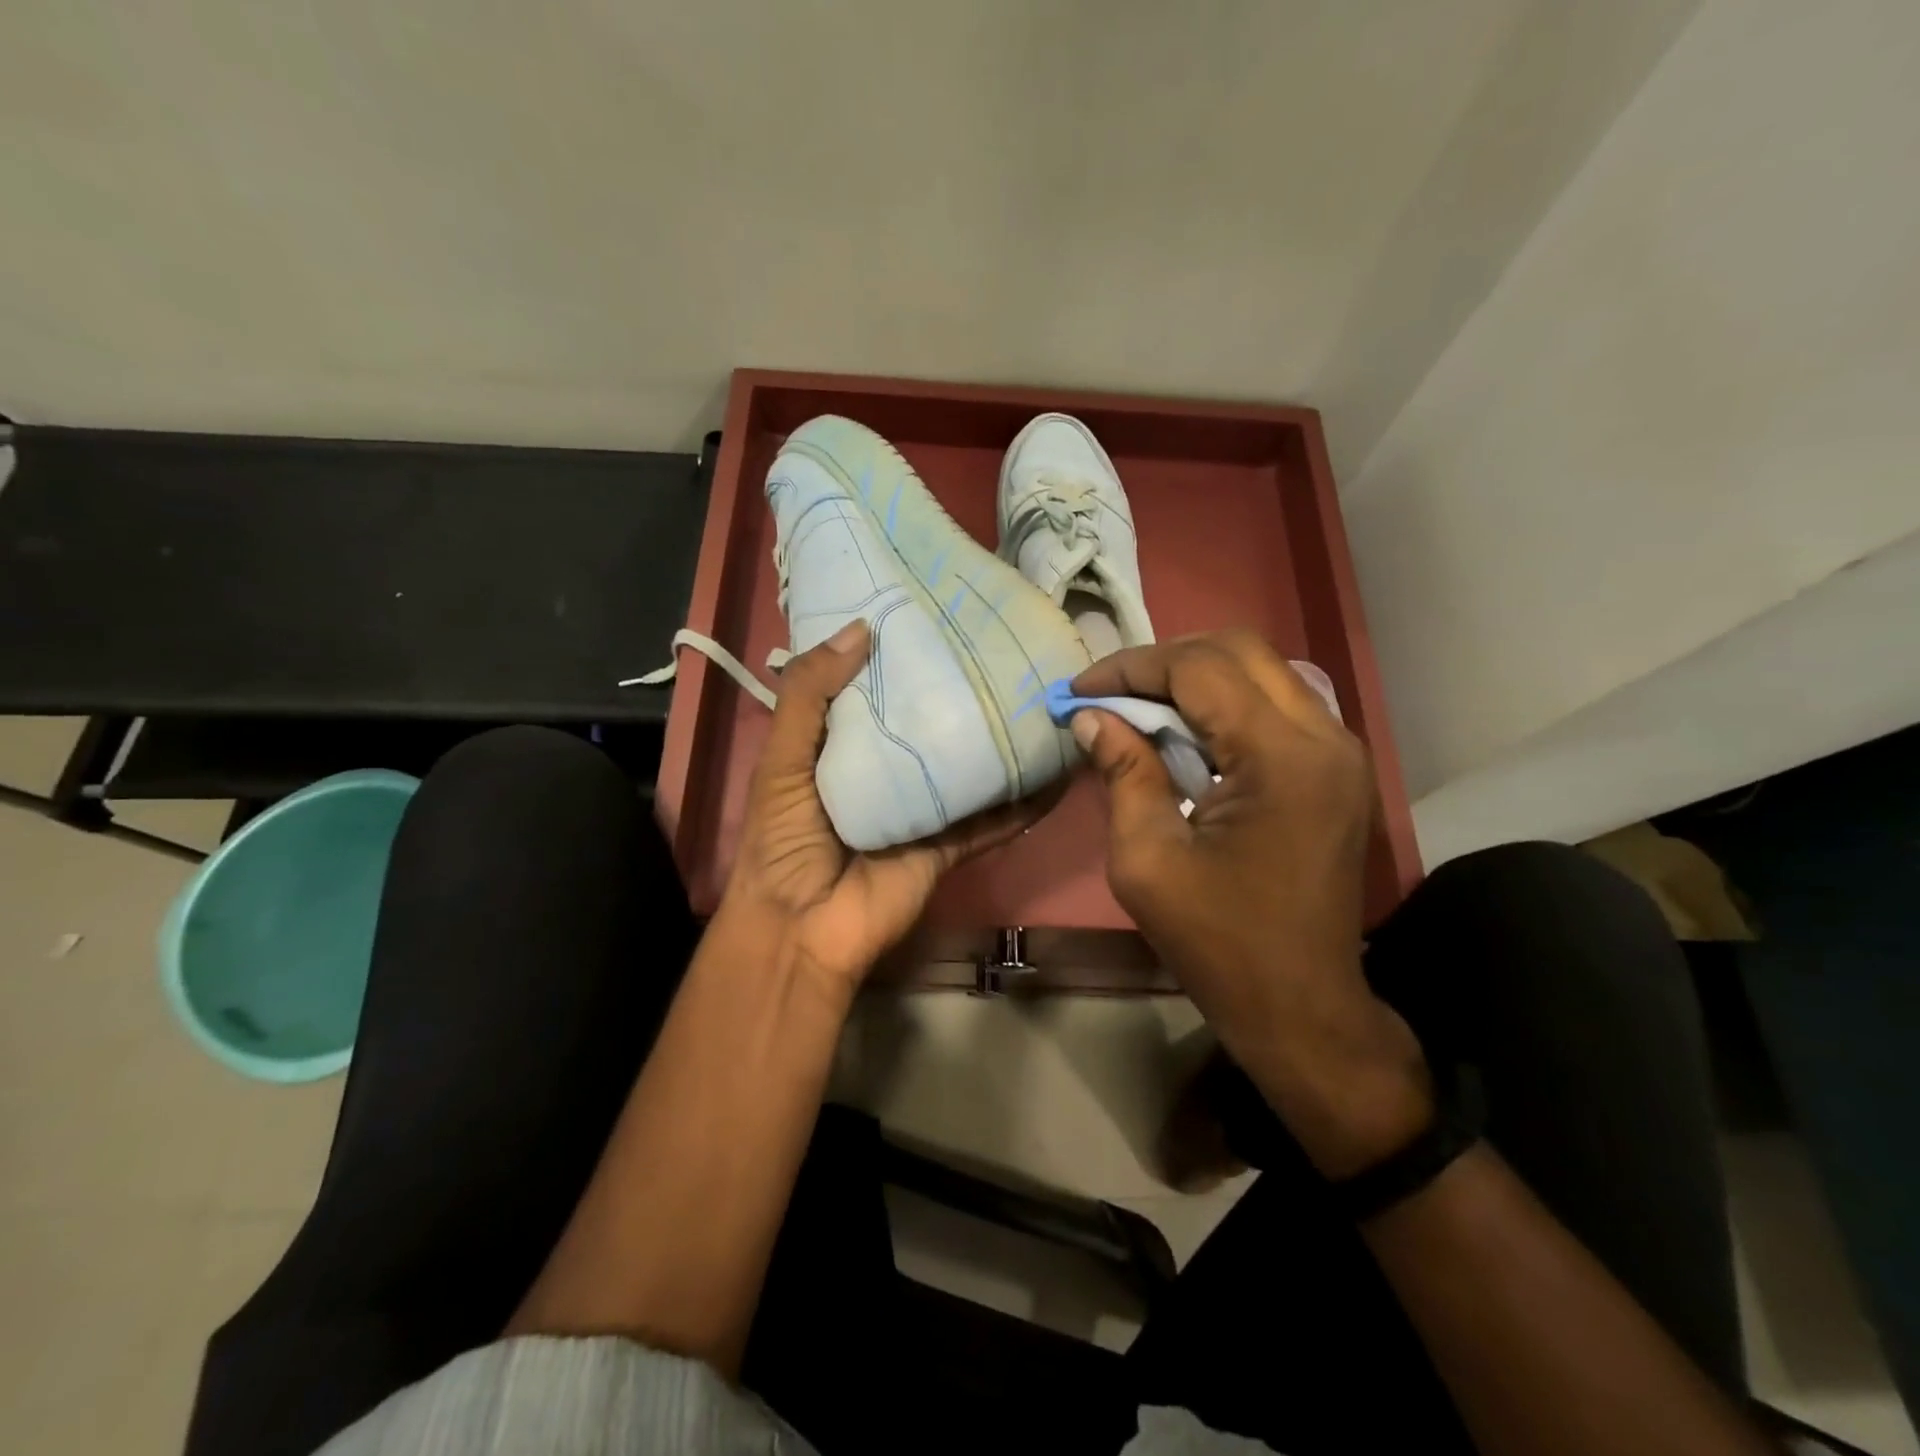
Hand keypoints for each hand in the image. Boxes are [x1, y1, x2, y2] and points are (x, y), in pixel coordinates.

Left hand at [721, 619, 1050, 994]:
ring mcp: (922, 809)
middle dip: (958, 691)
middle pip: (929, 724)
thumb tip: (861, 627)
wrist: (802, 928)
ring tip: (1043, 701)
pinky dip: (1024, 803)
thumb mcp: (781, 759)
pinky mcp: (949, 845)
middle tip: (1003, 645)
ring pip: (968, 768)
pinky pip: (992, 820)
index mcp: (841, 745)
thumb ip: (809, 695)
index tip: (933, 609)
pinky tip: (1058, 773)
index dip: (897, 652)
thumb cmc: (783, 837)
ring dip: (1001, 743)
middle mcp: (886, 770)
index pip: (875, 688)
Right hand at [1072, 630, 1430, 1176]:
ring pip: (1261, 670)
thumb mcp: (1146, 860)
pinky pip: (1276, 704)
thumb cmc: (1218, 943)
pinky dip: (1225, 703)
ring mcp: (1340, 751)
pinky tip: (1186, 734)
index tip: (1078, 690)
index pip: (1199, 670)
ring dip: (1195, 677)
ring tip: (1139, 707)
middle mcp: (1324, 737)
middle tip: (1110, 693)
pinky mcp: (1337, 769)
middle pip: (1238, 650)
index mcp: (1281, 758)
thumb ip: (1122, 773)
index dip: (1130, 669)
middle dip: (1163, 661)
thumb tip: (1091, 718)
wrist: (1302, 1006)